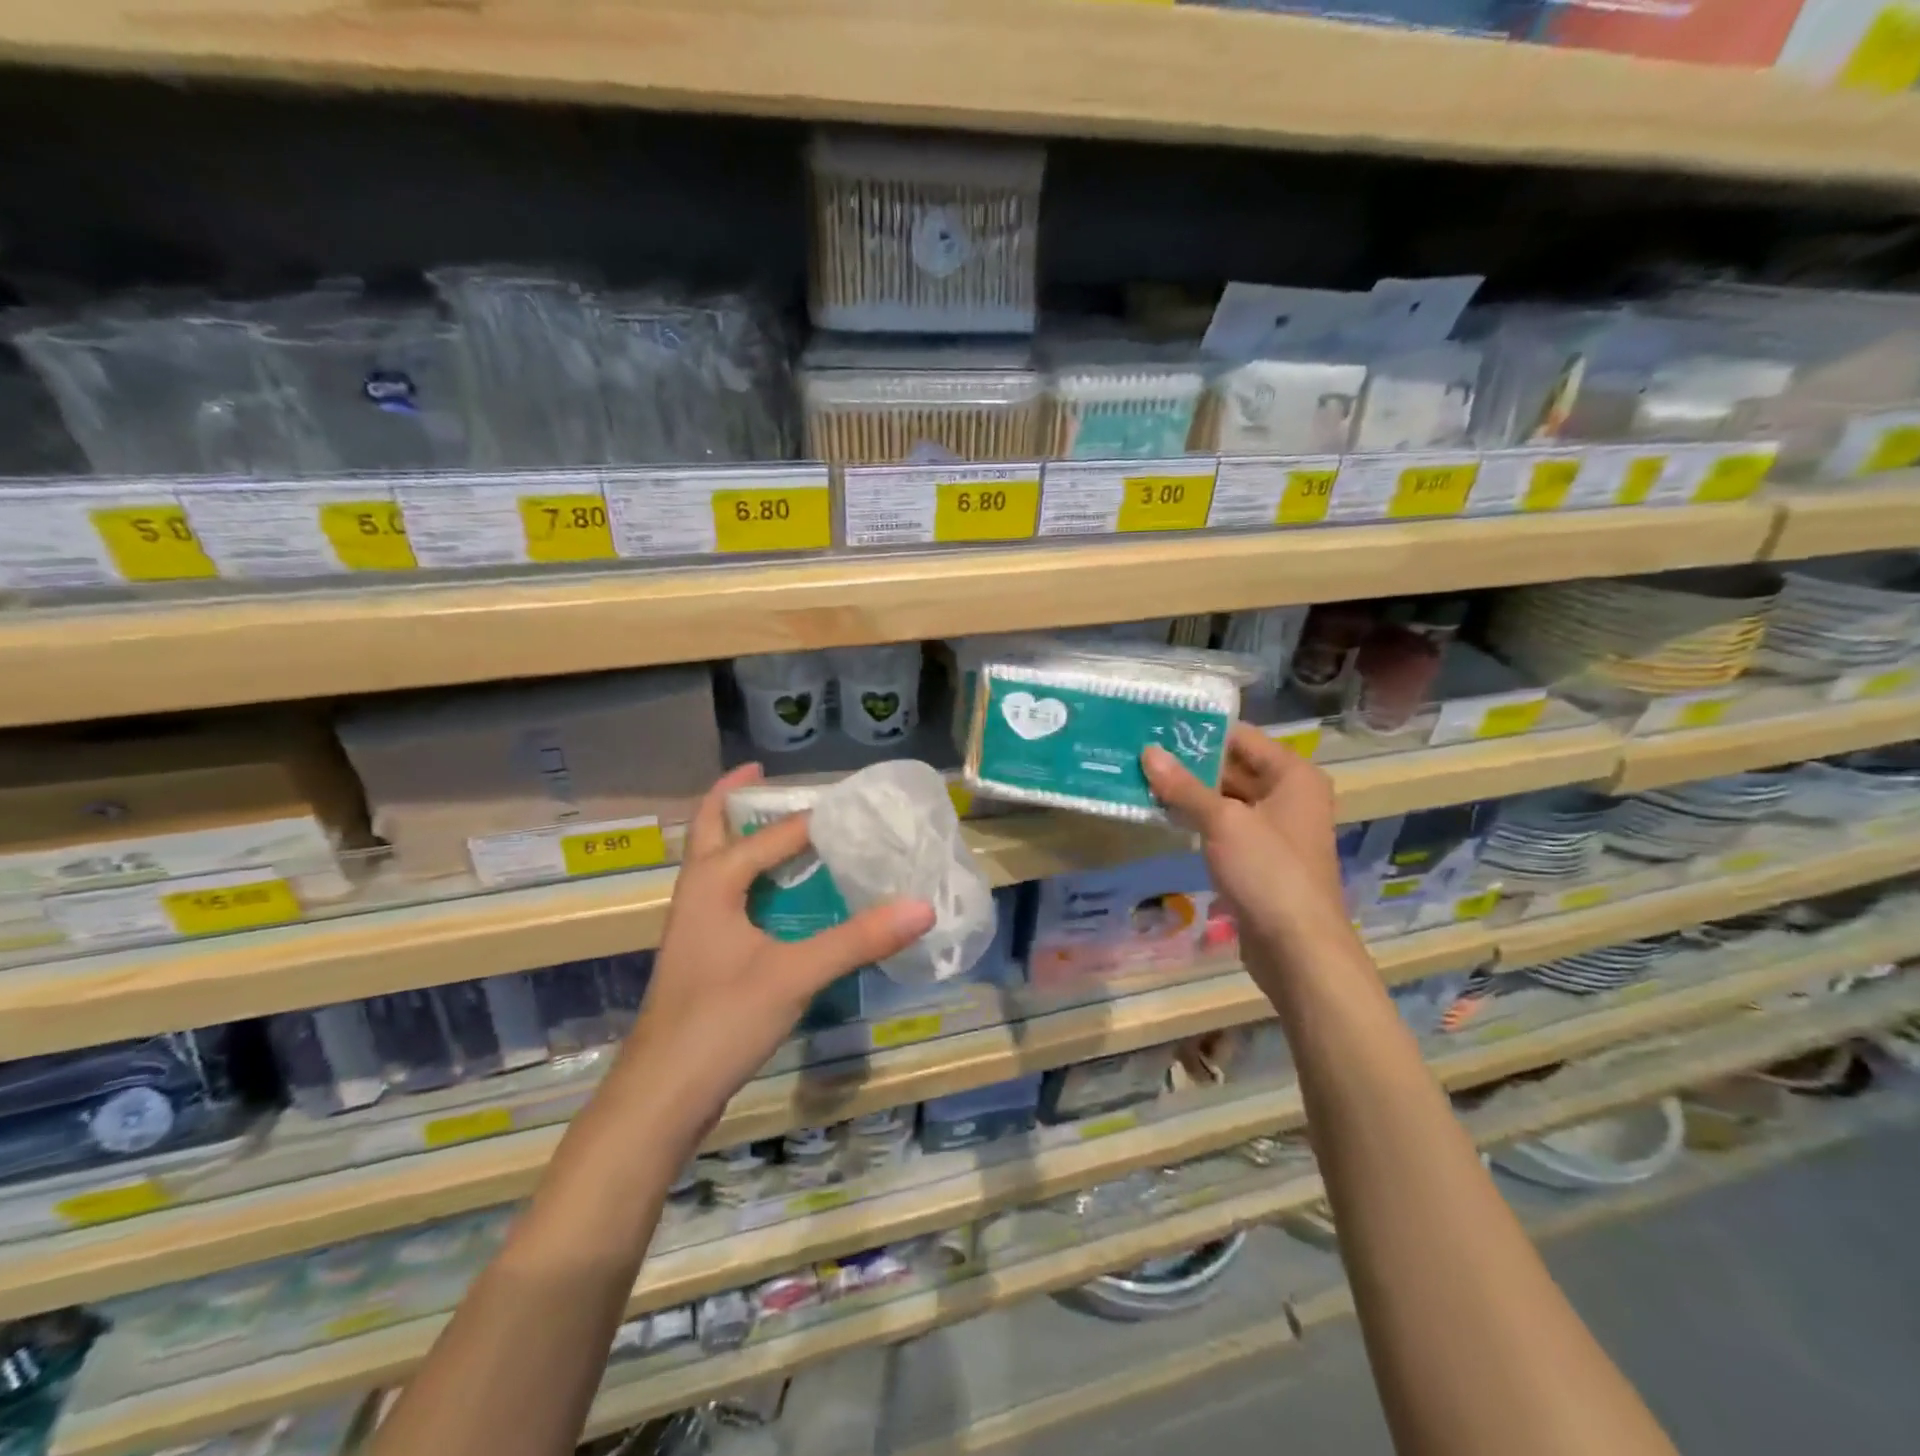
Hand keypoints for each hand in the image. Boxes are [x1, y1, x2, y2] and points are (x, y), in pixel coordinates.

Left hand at [618, 764, 934, 1149]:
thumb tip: (922, 907)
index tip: (852, 804)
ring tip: (780, 826)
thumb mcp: (795, 975)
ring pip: (712, 863)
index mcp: (712, 883)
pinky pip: (723, 895)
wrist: (660, 1096)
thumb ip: (858, 939)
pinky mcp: (701, 955)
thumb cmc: (721, 1021)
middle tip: (767, 775)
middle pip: (708, 828)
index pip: (769, 835)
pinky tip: (777, 897)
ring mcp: (694, 926)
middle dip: (733, 798)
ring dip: (738, 836)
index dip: (810, 818)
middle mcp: (696, 894)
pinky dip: (747, 876)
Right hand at [1142, 725, 1352, 982]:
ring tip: (1141, 778)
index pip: (1241, 737)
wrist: (1298, 949)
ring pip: (1225, 799)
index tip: (1156, 725)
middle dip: (1189, 763)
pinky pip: (1224, 827)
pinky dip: (1197, 820)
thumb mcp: (1224, 821)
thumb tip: (1148, 752)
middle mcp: (1288, 795)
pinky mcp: (1259, 859)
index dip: (1200, 731)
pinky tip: (1161, 815)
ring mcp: (1274, 829)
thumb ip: (1184, 786)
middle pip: (1233, 767)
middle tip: (1139, 752)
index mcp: (1293, 775)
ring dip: (1189, 793)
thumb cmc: (1269, 872)